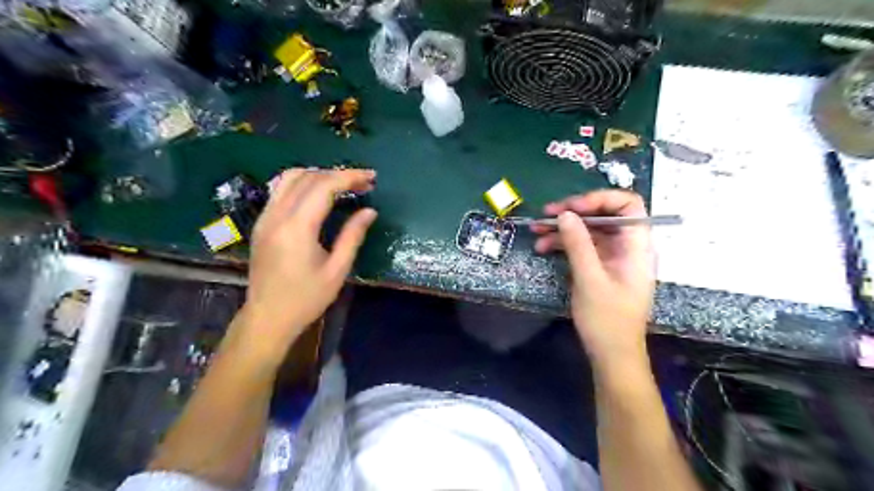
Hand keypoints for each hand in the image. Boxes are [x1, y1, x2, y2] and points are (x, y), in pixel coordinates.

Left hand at [233, 170, 376, 360]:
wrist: (267, 317)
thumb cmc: (306, 299)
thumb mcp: (337, 270)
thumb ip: (352, 236)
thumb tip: (369, 211)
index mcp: (297, 228)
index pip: (323, 187)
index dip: (349, 177)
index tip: (371, 178)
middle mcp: (277, 215)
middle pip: (308, 177)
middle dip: (338, 174)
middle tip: (363, 182)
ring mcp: (265, 217)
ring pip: (289, 178)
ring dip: (318, 174)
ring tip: (342, 184)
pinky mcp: (261, 223)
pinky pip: (280, 189)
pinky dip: (302, 182)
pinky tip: (318, 193)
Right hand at [532, 189, 654, 370]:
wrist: (612, 354)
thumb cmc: (607, 319)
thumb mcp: (590, 279)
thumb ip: (578, 244)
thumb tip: (565, 214)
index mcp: (636, 246)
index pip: (627, 204)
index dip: (600, 199)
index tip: (571, 207)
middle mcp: (627, 246)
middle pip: (604, 215)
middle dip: (574, 212)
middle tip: (546, 214)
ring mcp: (613, 256)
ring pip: (590, 230)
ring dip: (564, 228)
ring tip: (537, 231)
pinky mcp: (600, 267)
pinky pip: (583, 246)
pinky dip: (564, 243)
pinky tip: (544, 247)